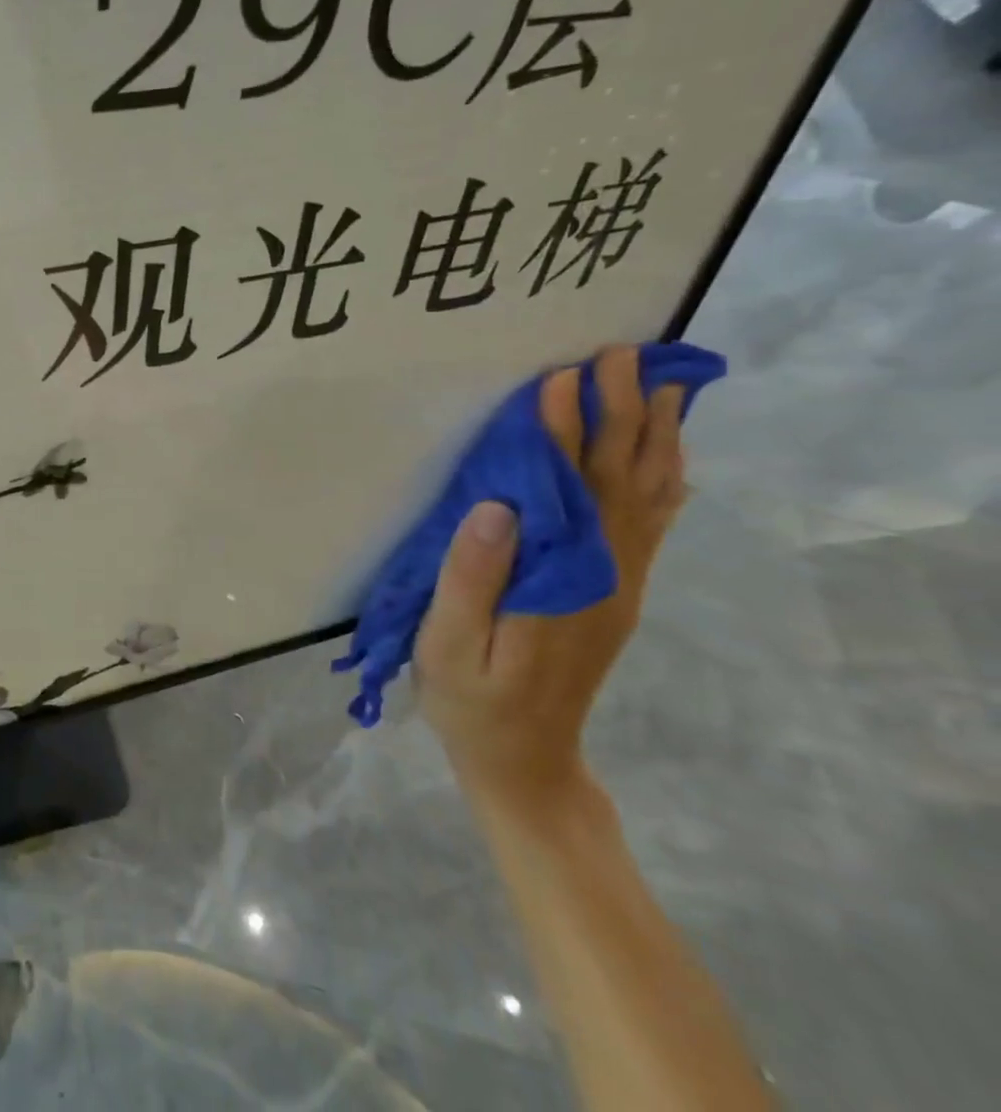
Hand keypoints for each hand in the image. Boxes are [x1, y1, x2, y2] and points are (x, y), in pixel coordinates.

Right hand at [416, 346, 686, 817]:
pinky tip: (668, 456)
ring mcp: (617, 584)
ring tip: (660, 385)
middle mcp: (603, 574)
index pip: (566, 489)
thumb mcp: (449, 644)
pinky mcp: (615, 592)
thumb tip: (496, 503)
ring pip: (647, 498)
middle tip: (620, 356)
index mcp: (558, 582)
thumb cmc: (471, 700)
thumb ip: (471, 576)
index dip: (563, 430)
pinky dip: (664, 481)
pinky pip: (650, 526)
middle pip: (620, 481)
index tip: (561, 377)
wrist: (525, 761)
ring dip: (654, 437)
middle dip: (622, 414)